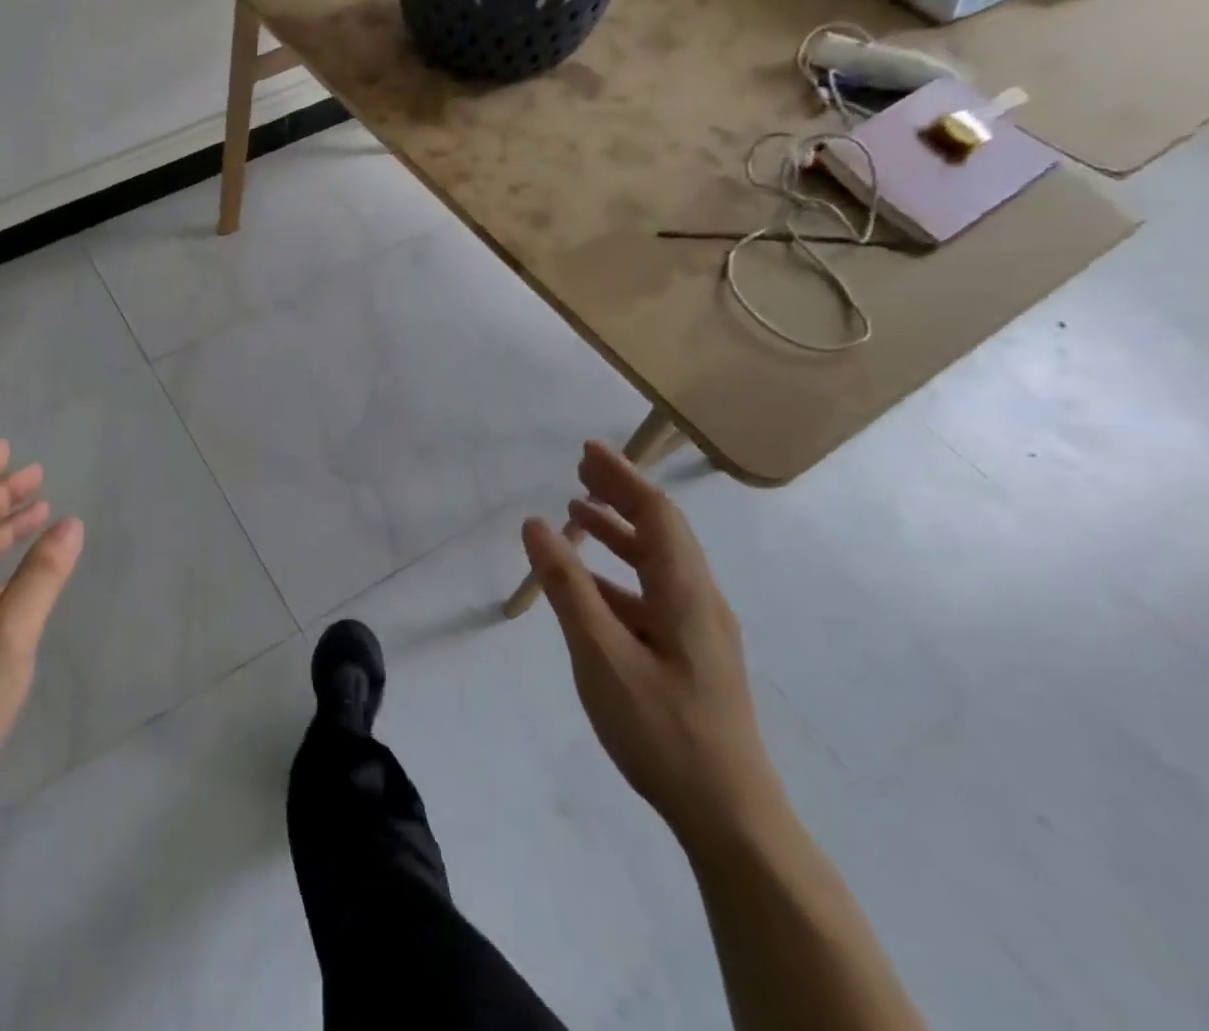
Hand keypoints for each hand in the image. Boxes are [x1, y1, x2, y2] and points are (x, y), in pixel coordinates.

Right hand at [522, 441, 783, 856]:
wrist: (731, 817)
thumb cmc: (663, 729)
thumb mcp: (602, 656)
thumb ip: (567, 587)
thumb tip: (535, 524)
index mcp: (686, 593)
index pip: (657, 515)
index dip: (623, 477)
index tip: (587, 449)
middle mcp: (699, 601)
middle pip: (661, 530)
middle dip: (621, 494)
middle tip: (579, 467)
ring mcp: (699, 630)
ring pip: (657, 562)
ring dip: (619, 530)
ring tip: (578, 510)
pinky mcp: (691, 655)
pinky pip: (652, 593)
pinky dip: (619, 571)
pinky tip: (590, 583)